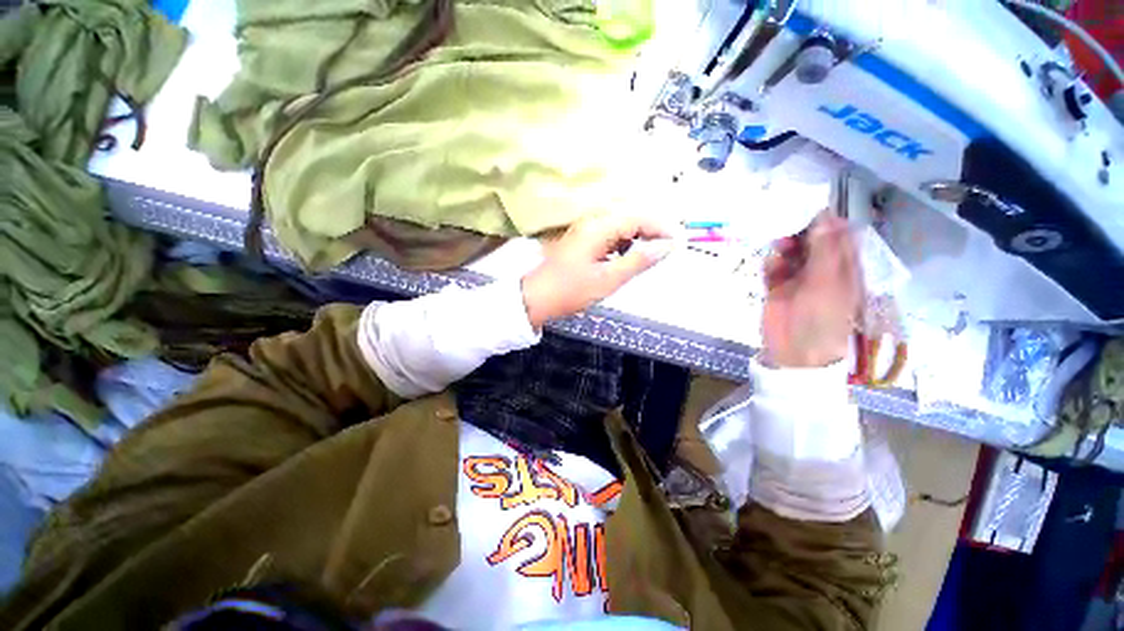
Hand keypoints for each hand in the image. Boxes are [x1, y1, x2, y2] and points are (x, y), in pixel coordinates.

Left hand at [521, 215, 672, 328]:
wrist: (537, 297)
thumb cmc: (571, 290)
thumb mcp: (608, 279)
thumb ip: (638, 261)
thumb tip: (667, 246)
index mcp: (600, 227)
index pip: (639, 218)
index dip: (661, 229)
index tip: (677, 244)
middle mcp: (593, 222)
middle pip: (631, 219)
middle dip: (651, 233)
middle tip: (666, 252)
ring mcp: (586, 230)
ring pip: (621, 228)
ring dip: (638, 239)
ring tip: (649, 257)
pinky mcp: (583, 240)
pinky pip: (610, 236)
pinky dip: (623, 246)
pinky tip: (626, 259)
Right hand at [761, 214, 861, 367]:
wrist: (795, 351)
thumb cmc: (821, 318)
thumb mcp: (828, 282)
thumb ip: (825, 250)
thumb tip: (824, 217)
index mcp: (845, 267)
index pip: (838, 235)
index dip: (825, 220)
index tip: (807, 206)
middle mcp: (823, 269)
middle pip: (812, 241)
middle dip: (800, 231)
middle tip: (787, 225)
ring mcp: (799, 279)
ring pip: (791, 252)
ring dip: (784, 247)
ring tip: (778, 248)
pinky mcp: (778, 288)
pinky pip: (774, 268)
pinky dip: (772, 264)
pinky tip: (771, 267)